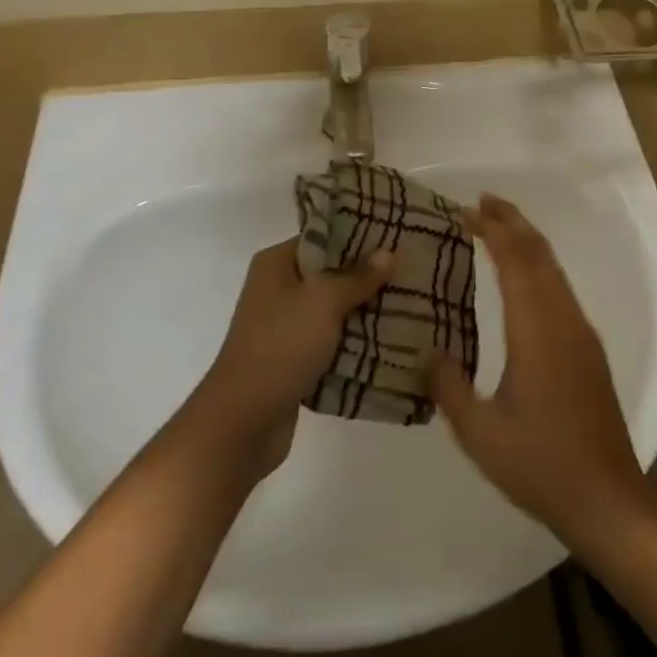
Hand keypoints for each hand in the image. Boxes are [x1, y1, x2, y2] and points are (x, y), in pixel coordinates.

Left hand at [192, 237, 392, 481]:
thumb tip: (387, 253)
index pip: (323, 237)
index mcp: (276, 264)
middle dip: (368, 275)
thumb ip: (356, 277)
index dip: (359, 236)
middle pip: (331, 273)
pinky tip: (392, 339)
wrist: (244, 421)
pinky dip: (356, 341)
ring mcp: (286, 326)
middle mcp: (278, 289)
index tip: (397, 235)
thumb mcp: (323, 301)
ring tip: (412, 302)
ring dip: (366, 310)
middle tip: (412, 270)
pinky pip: (333, 341)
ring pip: (335, 310)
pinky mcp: (295, 359)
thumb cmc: (281, 345)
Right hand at [429, 195, 656, 547]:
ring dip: (527, 240)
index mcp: (536, 331)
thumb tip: (427, 349)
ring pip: (554, 268)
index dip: (494, 229)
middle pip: (539, 253)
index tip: (467, 210)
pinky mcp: (588, 348)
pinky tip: (523, 275)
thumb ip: (448, 386)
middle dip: (512, 221)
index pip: (516, 261)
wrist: (607, 499)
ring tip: (498, 225)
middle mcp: (563, 320)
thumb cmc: (541, 465)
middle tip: (480, 202)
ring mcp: (581, 332)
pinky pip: (561, 287)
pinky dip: (538, 264)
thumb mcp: (479, 433)